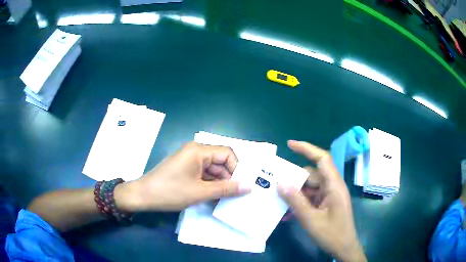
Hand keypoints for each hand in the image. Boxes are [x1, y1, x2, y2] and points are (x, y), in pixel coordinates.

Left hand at [116, 142, 249, 211]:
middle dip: (229, 177)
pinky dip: (210, 184)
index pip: (227, 153)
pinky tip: (215, 197)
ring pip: (212, 170)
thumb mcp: (200, 192)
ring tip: (228, 198)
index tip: (243, 185)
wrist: (143, 196)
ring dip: (220, 183)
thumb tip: (249, 187)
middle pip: (219, 161)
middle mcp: (195, 151)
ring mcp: (189, 161)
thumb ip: (226, 189)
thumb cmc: (171, 192)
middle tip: (238, 195)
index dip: (237, 168)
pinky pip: (203, 174)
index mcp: (198, 150)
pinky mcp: (184, 169)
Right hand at [278, 140, 365, 261]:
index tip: (290, 144)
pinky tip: (290, 212)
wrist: (344, 248)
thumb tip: (280, 184)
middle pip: (313, 174)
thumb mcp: (311, 219)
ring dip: (297, 193)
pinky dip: (301, 201)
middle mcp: (333, 187)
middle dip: (296, 179)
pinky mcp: (327, 203)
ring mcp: (330, 195)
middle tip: (277, 185)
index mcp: (334, 186)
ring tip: (281, 201)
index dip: (307, 149)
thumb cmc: (331, 234)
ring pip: (311, 186)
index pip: (322, 159)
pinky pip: (312, 196)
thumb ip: (296, 201)